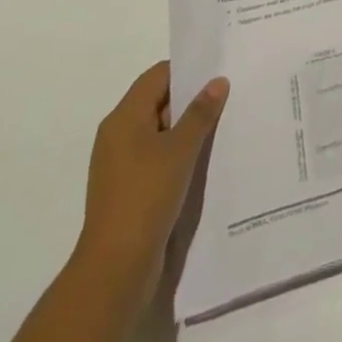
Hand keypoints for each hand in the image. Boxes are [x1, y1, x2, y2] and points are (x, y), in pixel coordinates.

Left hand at [75, 62, 228, 282]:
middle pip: (158, 102)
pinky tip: (202, 161)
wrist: (115, 270)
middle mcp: (117, 136)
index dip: (187, 71)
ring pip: (159, 132)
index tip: (218, 71)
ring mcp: (120, 166)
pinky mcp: (127, 191)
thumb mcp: (180, 149)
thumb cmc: (146, 196)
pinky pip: (156, 158)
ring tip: (221, 126)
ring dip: (186, 130)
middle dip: (190, 100)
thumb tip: (218, 81)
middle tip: (227, 96)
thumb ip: (201, 112)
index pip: (158, 76)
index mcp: (123, 118)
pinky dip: (177, 154)